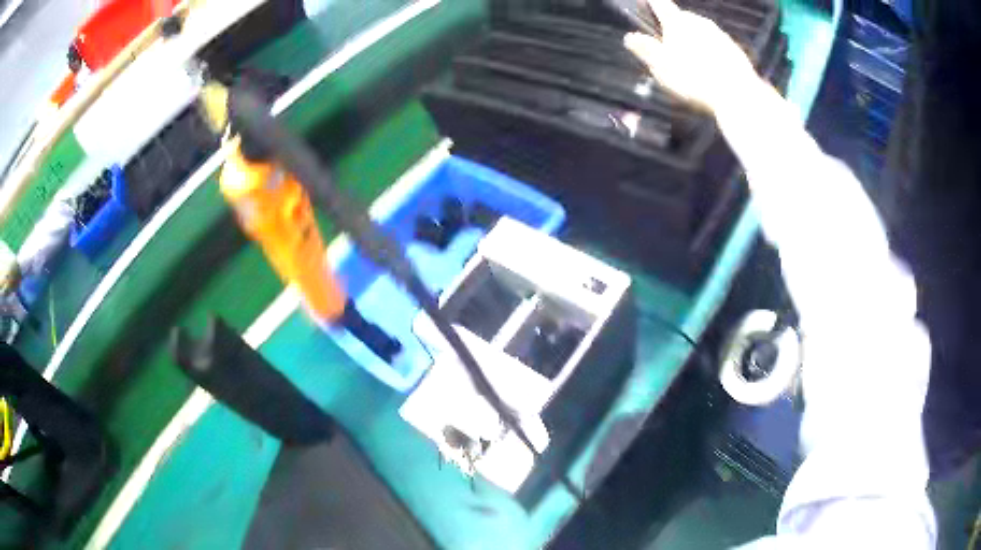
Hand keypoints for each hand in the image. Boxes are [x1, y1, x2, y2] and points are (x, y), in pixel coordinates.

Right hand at [624, 0, 758, 113]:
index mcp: (677, 22)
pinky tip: (710, 72)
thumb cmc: (695, 80)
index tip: (645, 4)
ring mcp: (720, 35)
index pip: (659, 3)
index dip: (650, 3)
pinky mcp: (736, 51)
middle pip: (681, 18)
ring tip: (691, 64)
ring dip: (694, 42)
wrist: (738, 96)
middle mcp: (699, 22)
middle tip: (668, 47)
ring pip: (701, 32)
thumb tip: (630, 37)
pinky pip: (718, 47)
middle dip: (674, 28)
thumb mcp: (661, 67)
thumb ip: (645, 49)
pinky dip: (711, 54)